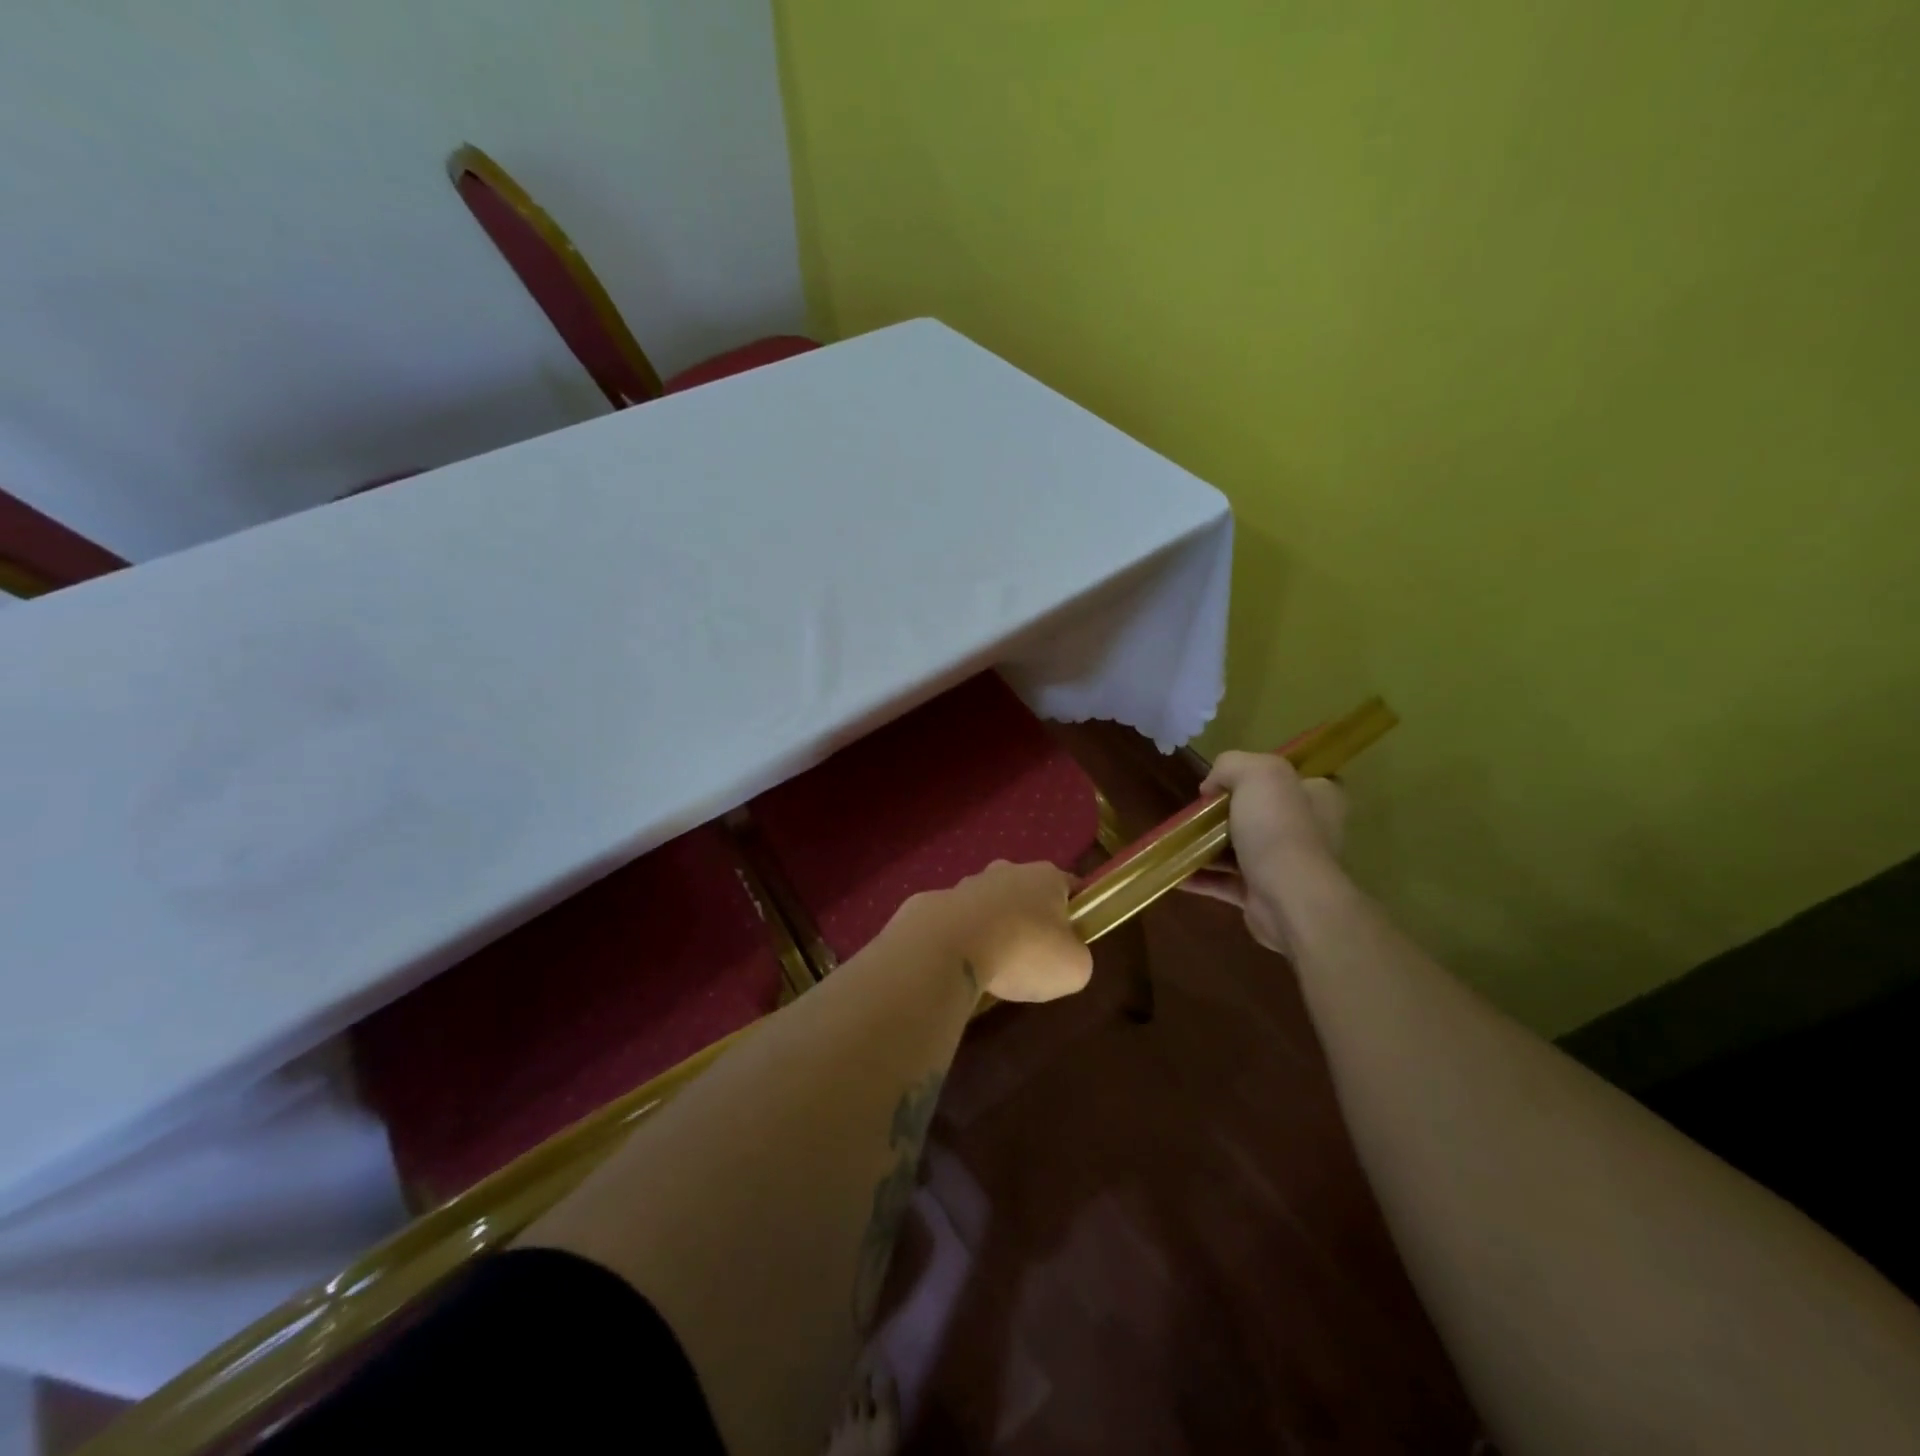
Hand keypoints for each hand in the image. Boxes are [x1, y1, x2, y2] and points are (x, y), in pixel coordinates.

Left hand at [894, 860, 1092, 1003]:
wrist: (951, 947)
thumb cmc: (1025, 951)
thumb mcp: (1074, 968)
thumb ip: (1077, 957)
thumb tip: (1066, 956)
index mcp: (1046, 877)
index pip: (1070, 886)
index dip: (1076, 911)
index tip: (1073, 939)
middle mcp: (1007, 870)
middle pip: (1027, 892)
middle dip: (1030, 918)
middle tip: (1032, 955)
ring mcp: (967, 883)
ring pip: (989, 904)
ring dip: (993, 927)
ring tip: (993, 965)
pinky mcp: (936, 902)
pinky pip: (957, 922)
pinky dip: (962, 939)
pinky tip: (963, 965)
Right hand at [1183, 751, 1347, 954]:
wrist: (1289, 900)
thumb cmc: (1279, 829)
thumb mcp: (1257, 773)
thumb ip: (1231, 765)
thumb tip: (1211, 788)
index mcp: (1317, 797)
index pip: (1293, 777)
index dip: (1260, 774)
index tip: (1228, 778)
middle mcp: (1307, 829)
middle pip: (1259, 811)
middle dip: (1224, 811)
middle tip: (1197, 809)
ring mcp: (1284, 864)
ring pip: (1239, 847)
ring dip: (1207, 845)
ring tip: (1176, 838)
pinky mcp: (1262, 894)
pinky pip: (1225, 881)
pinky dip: (1200, 876)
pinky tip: (1174, 871)